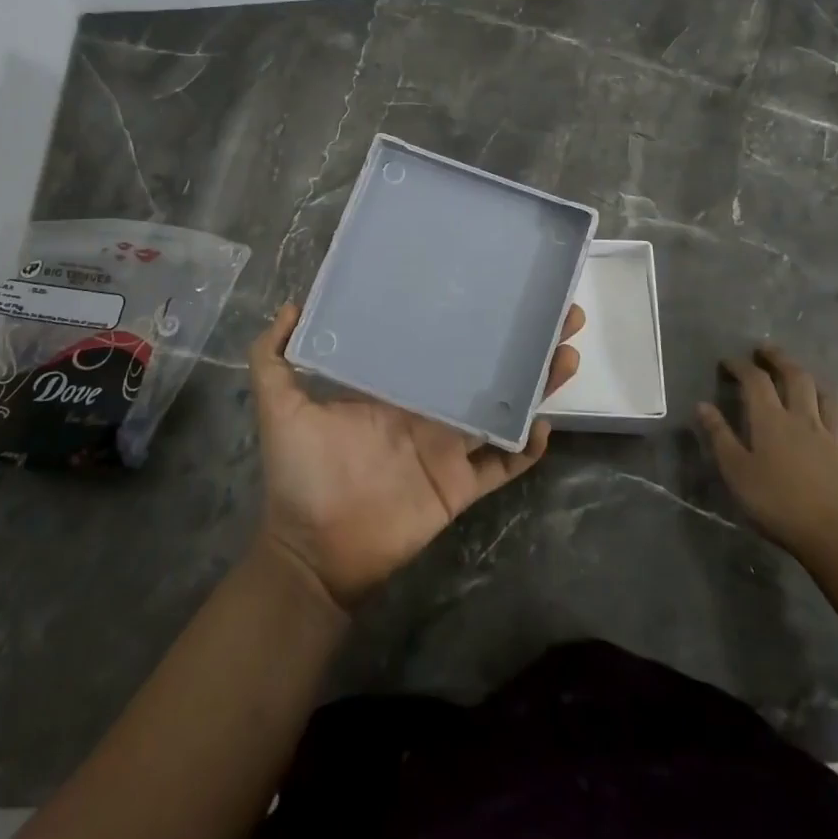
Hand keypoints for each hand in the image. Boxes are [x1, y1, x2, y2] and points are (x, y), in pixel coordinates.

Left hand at [249, 302, 582, 610]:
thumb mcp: (278, 406)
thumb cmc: (298, 475)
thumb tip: (292, 305)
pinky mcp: (461, 487)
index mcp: (397, 387)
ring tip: (565, 353)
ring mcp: (449, 449)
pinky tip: (545, 422)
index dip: (469, 318)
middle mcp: (429, 410)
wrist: (312, 552)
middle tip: (557, 312)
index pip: (440, 343)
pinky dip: (527, 448)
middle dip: (520, 343)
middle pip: (485, 369)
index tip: (496, 286)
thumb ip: (272, 357)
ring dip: (536, 385)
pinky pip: (503, 466)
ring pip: (503, 410)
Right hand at [698, 344, 837, 563]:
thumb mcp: (736, 472)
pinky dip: (832, 418)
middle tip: (766, 349)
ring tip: (801, 376)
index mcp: (771, 419)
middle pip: (795, 376)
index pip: (755, 380)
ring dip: (810, 380)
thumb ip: (719, 436)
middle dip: (778, 358)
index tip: (728, 361)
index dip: (741, 365)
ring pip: (824, 396)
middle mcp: (803, 418)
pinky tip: (831, 426)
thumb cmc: (778, 503)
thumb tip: (702, 405)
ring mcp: (833, 436)